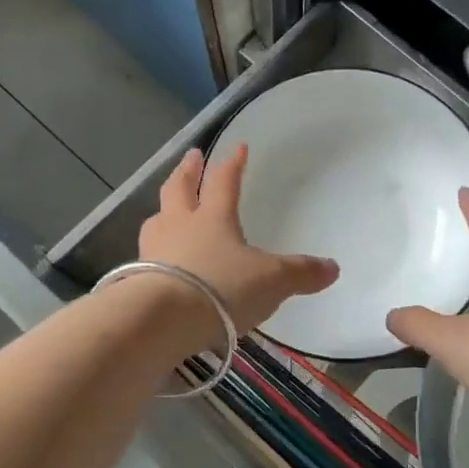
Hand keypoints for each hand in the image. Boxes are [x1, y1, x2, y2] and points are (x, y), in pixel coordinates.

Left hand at [137, 145, 339, 334]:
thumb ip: (300, 273)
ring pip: (157, 220)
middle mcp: (179, 226)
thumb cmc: (220, 288)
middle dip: (188, 171)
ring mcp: (153, 250)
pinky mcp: (135, 278)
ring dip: (164, 210)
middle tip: (191, 157)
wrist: (160, 320)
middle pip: (180, 189)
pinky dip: (154, 251)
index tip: (238, 147)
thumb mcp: (271, 281)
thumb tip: (333, 268)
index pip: (225, 182)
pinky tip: (158, 261)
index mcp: (213, 218)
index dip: (233, 164)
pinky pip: (147, 255)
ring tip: (166, 209)